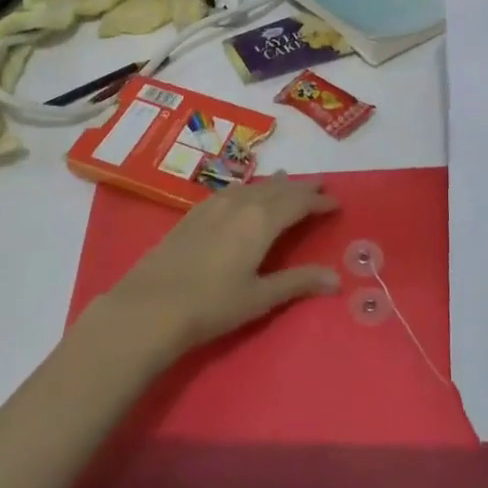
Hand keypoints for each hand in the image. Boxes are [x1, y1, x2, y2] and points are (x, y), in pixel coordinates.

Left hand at [90, 173, 340, 364]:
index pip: (298, 203)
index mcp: (262, 221)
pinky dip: (248, 189)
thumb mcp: (260, 297)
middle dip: (301, 188)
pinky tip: (244, 194)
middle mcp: (241, 203)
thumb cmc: (212, 305)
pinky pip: (231, 191)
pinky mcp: (194, 213)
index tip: (336, 203)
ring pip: (253, 186)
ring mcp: (214, 205)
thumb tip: (336, 278)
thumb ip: (297, 282)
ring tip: (286, 181)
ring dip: (274, 185)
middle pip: (277, 189)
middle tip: (320, 186)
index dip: (319, 202)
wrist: (151, 306)